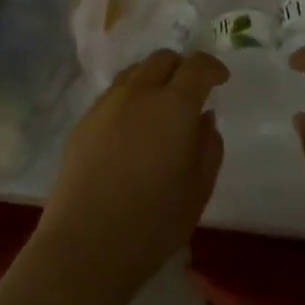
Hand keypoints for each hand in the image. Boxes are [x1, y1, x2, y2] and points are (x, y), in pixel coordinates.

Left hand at [31, 50, 228, 304]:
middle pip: (162, 59)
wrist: (84, 246)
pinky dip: (130, 97)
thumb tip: (204, 118)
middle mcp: (139, 93)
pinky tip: (132, 128)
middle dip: (182, 67)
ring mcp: (106, 104)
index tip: (222, 80)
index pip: (198, 66)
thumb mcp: (198, 189)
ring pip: (135, 71)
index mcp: (174, 105)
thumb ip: (208, 146)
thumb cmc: (153, 223)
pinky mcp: (83, 122)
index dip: (213, 68)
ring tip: (159, 106)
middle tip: (191, 91)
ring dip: (154, 78)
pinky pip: (113, 93)